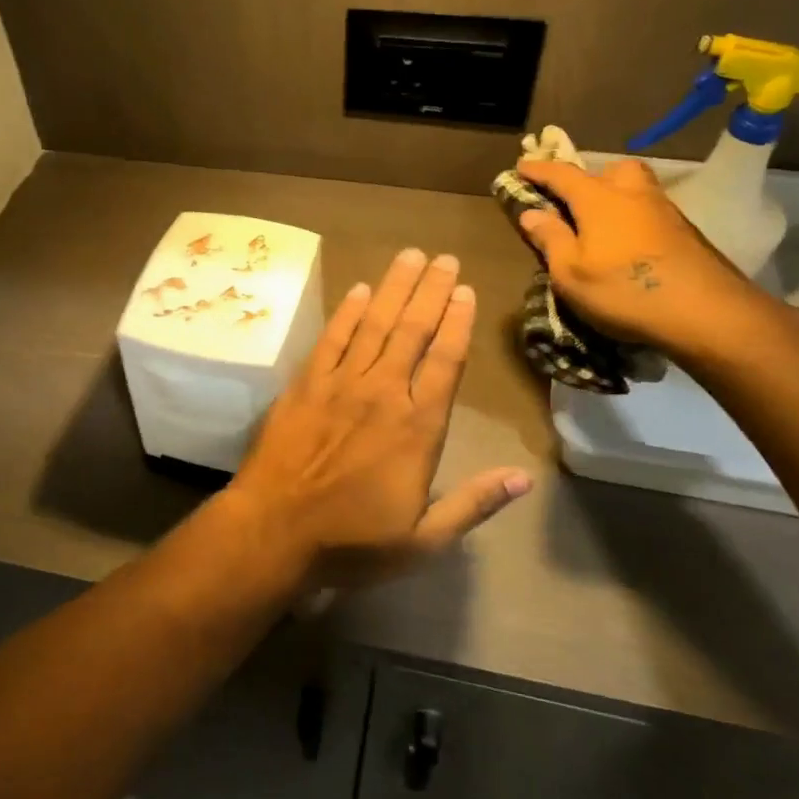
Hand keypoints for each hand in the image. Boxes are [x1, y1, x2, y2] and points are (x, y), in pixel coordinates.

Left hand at [225, 248, 531, 587]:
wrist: (274, 530)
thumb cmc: (352, 541)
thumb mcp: (423, 540)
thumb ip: (473, 504)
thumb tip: (524, 478)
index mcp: (417, 428)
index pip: (445, 362)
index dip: (458, 324)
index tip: (467, 292)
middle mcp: (382, 393)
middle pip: (412, 331)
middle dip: (431, 291)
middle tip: (444, 258)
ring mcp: (340, 383)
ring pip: (374, 324)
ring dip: (393, 288)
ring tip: (410, 257)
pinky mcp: (305, 384)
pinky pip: (331, 338)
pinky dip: (346, 312)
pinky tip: (358, 289)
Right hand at [515, 157, 782, 363]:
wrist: (705, 312)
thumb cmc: (623, 291)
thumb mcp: (570, 273)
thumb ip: (550, 239)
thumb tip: (531, 213)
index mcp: (599, 199)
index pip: (562, 175)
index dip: (539, 170)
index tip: (520, 166)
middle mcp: (632, 195)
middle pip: (611, 170)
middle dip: (590, 176)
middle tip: (575, 198)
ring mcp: (664, 211)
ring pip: (636, 188)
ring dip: (616, 195)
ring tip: (601, 223)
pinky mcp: (685, 233)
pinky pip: (650, 210)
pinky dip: (634, 217)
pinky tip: (629, 243)